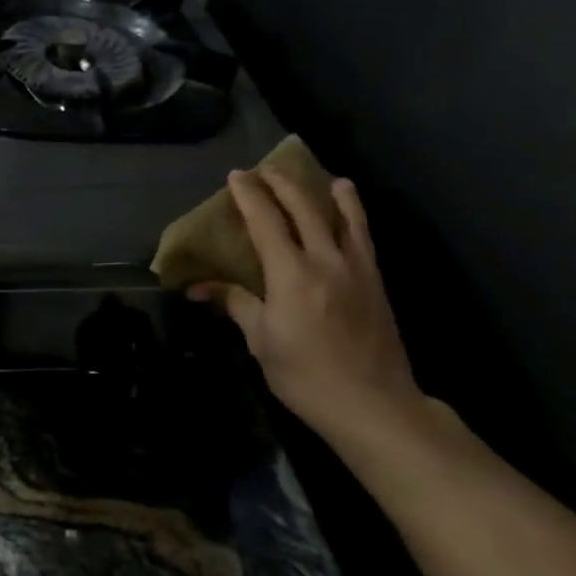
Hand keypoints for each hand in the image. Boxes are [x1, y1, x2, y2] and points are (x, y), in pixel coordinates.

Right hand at [190, 168, 433, 455]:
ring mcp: (356, 268)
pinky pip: (364, 237)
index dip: (250, 195)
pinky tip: (351, 213)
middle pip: (304, 208)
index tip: (236, 176)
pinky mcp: (376, 281)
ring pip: (345, 216)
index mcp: (291, 274)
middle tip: (265, 170)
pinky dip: (355, 216)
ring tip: (323, 177)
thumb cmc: (305, 376)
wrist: (374, 405)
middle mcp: (326, 260)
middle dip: (282, 184)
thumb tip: (199, 287)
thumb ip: (235, 303)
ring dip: (329, 192)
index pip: (266, 221)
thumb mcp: (261, 341)